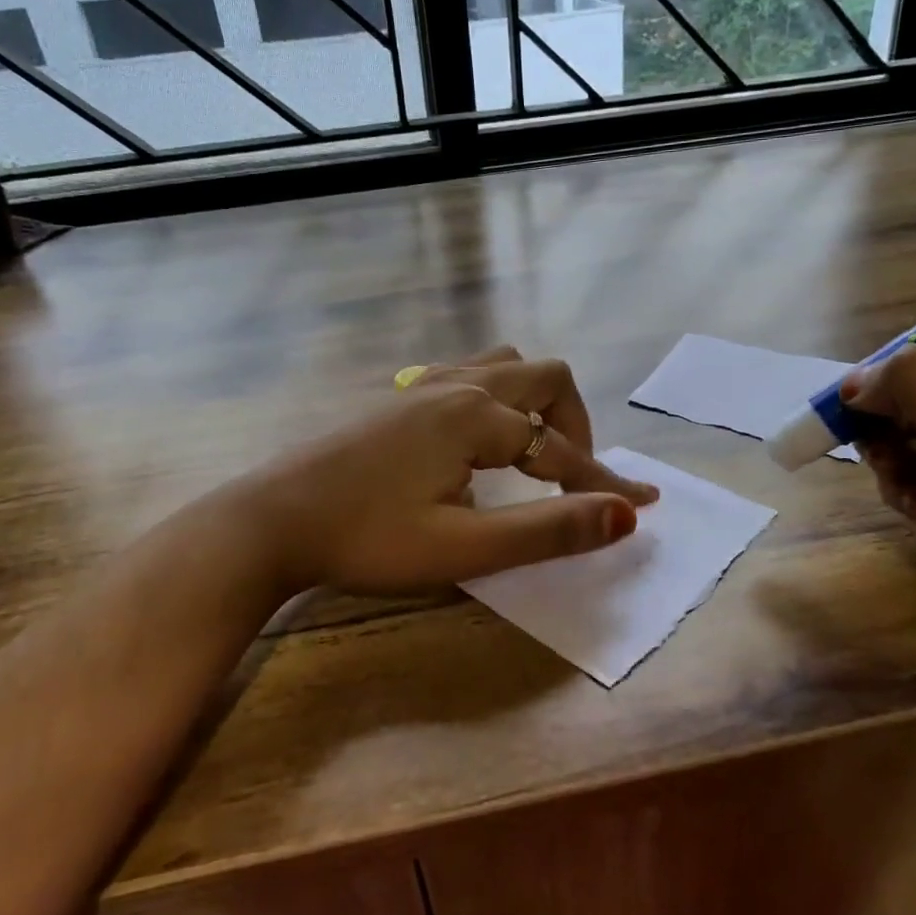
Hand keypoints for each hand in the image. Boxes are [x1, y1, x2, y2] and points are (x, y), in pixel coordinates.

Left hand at [228, 359, 656, 596]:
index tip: (643, 506)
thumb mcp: (462, 548)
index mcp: (477, 417)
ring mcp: (422, 385)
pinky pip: (468, 373)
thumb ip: (546, 531)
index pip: (561, 449)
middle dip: (575, 426)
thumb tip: (623, 516)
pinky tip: (478, 437)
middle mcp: (456, 385)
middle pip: (544, 378)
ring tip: (533, 452)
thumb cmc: (366, 538)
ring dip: (536, 402)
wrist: (272, 519)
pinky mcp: (398, 397)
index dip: (603, 483)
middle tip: (573, 478)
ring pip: (504, 366)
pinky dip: (499, 399)